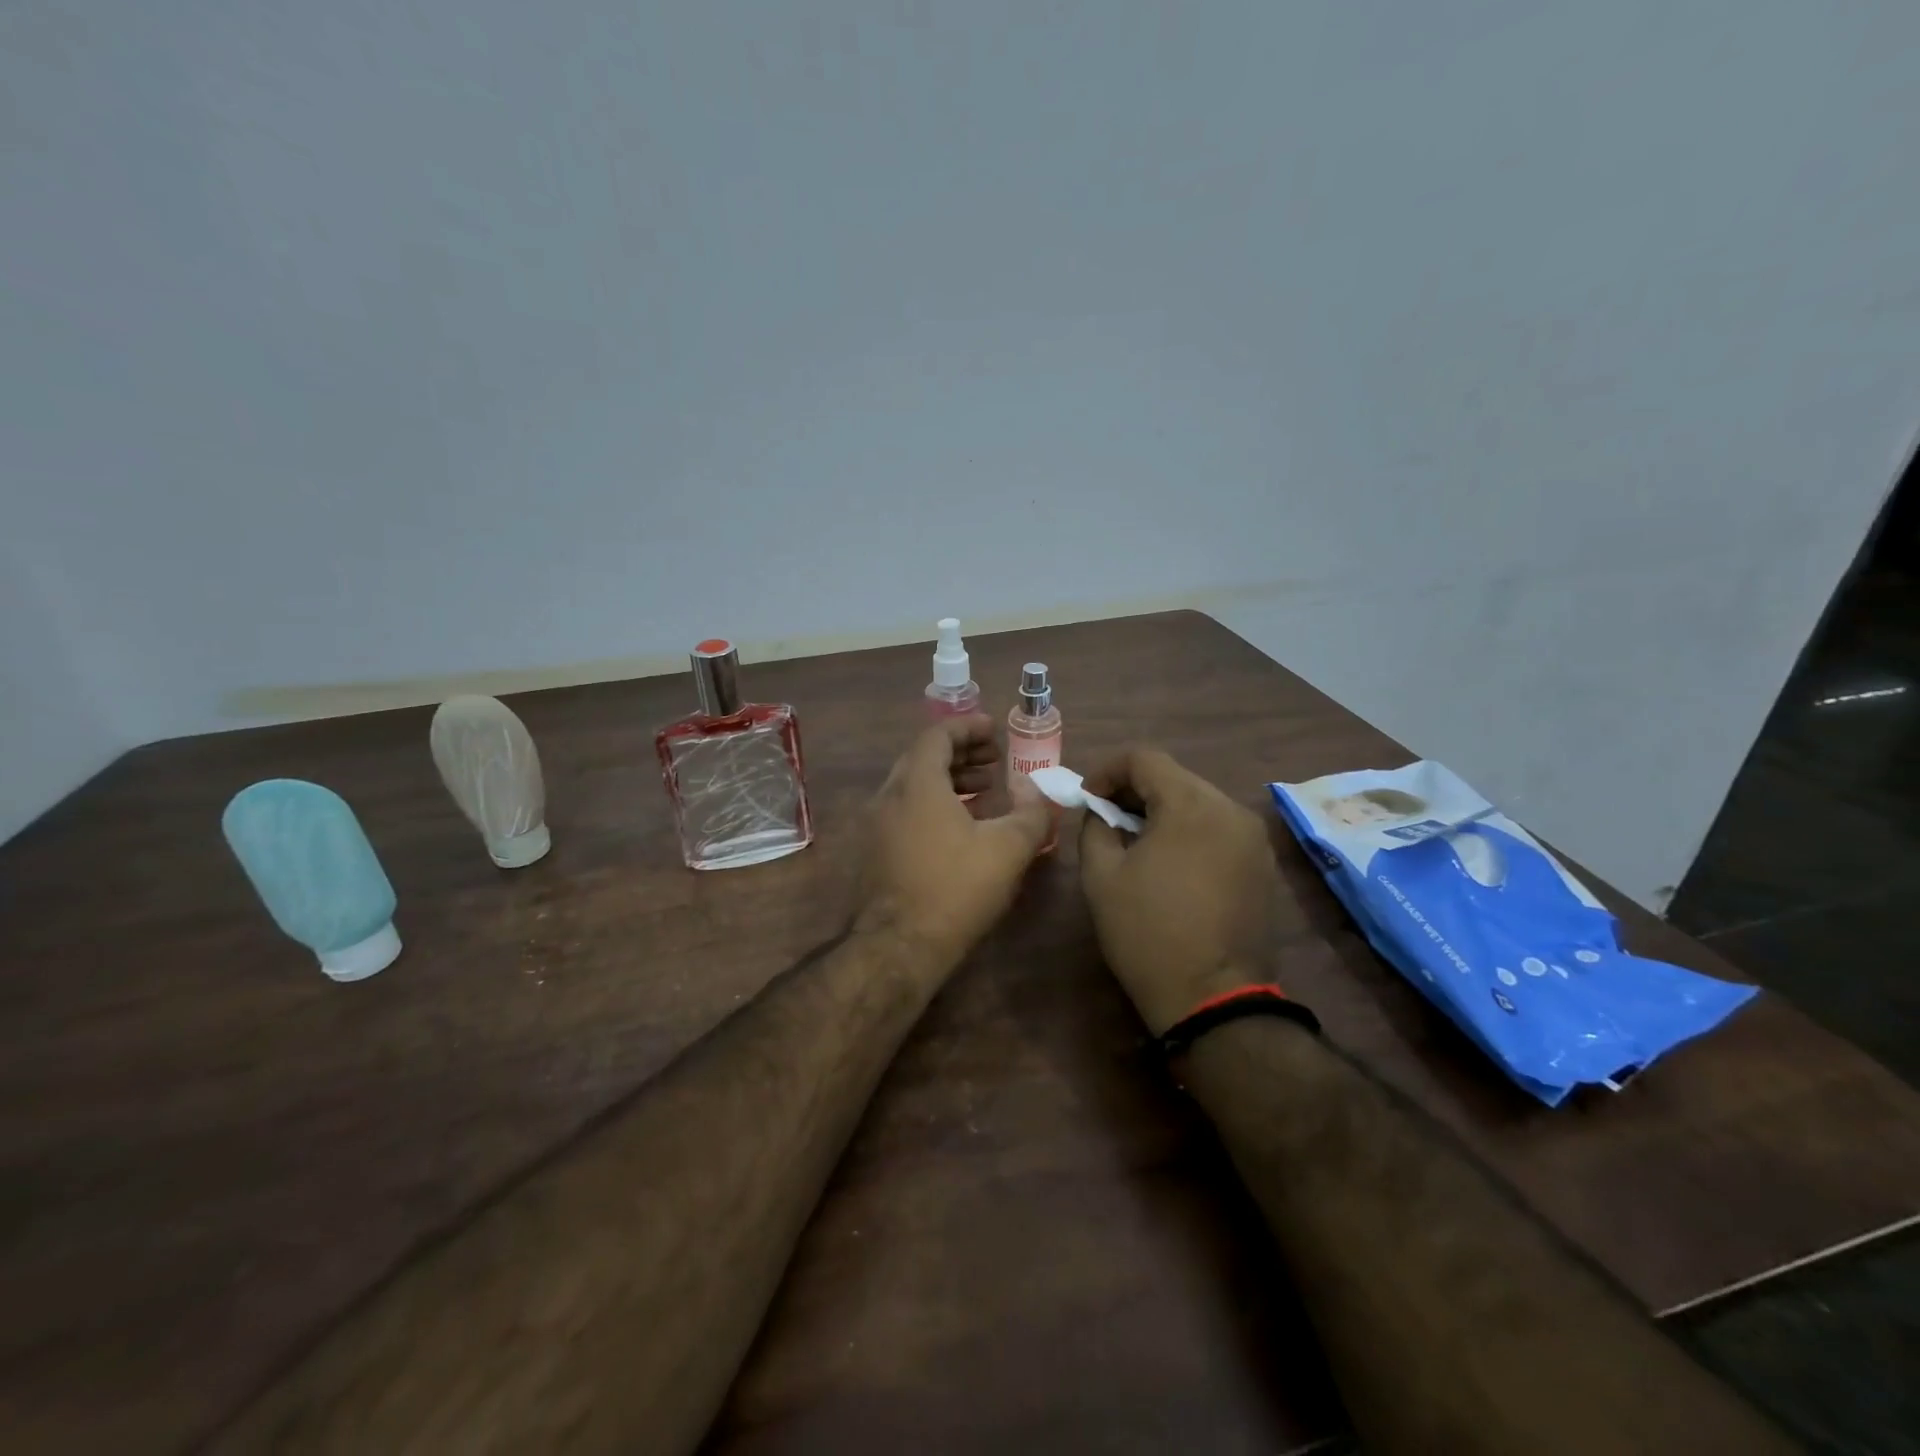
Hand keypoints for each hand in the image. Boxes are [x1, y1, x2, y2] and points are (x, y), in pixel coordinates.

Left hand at [855, 715, 1053, 961]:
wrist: (898, 947)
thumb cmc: (955, 889)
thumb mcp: (1008, 849)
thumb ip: (1030, 811)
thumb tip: (1034, 787)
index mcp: (917, 784)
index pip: (937, 735)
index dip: (968, 727)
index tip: (994, 730)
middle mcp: (889, 796)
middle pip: (923, 757)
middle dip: (961, 753)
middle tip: (994, 760)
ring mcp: (876, 825)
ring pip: (913, 786)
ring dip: (949, 779)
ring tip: (984, 790)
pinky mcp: (874, 851)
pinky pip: (905, 810)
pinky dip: (933, 803)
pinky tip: (959, 827)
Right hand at [1079, 747, 1284, 1034]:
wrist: (1213, 1000)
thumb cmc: (1148, 933)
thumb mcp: (1101, 877)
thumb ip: (1095, 827)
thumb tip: (1101, 811)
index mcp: (1191, 804)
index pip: (1144, 758)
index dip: (1107, 771)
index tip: (1088, 800)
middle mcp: (1231, 809)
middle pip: (1175, 777)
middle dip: (1135, 791)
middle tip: (1107, 821)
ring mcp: (1254, 838)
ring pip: (1198, 801)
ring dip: (1163, 811)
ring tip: (1138, 844)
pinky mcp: (1264, 864)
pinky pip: (1219, 828)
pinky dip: (1190, 832)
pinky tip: (1172, 865)